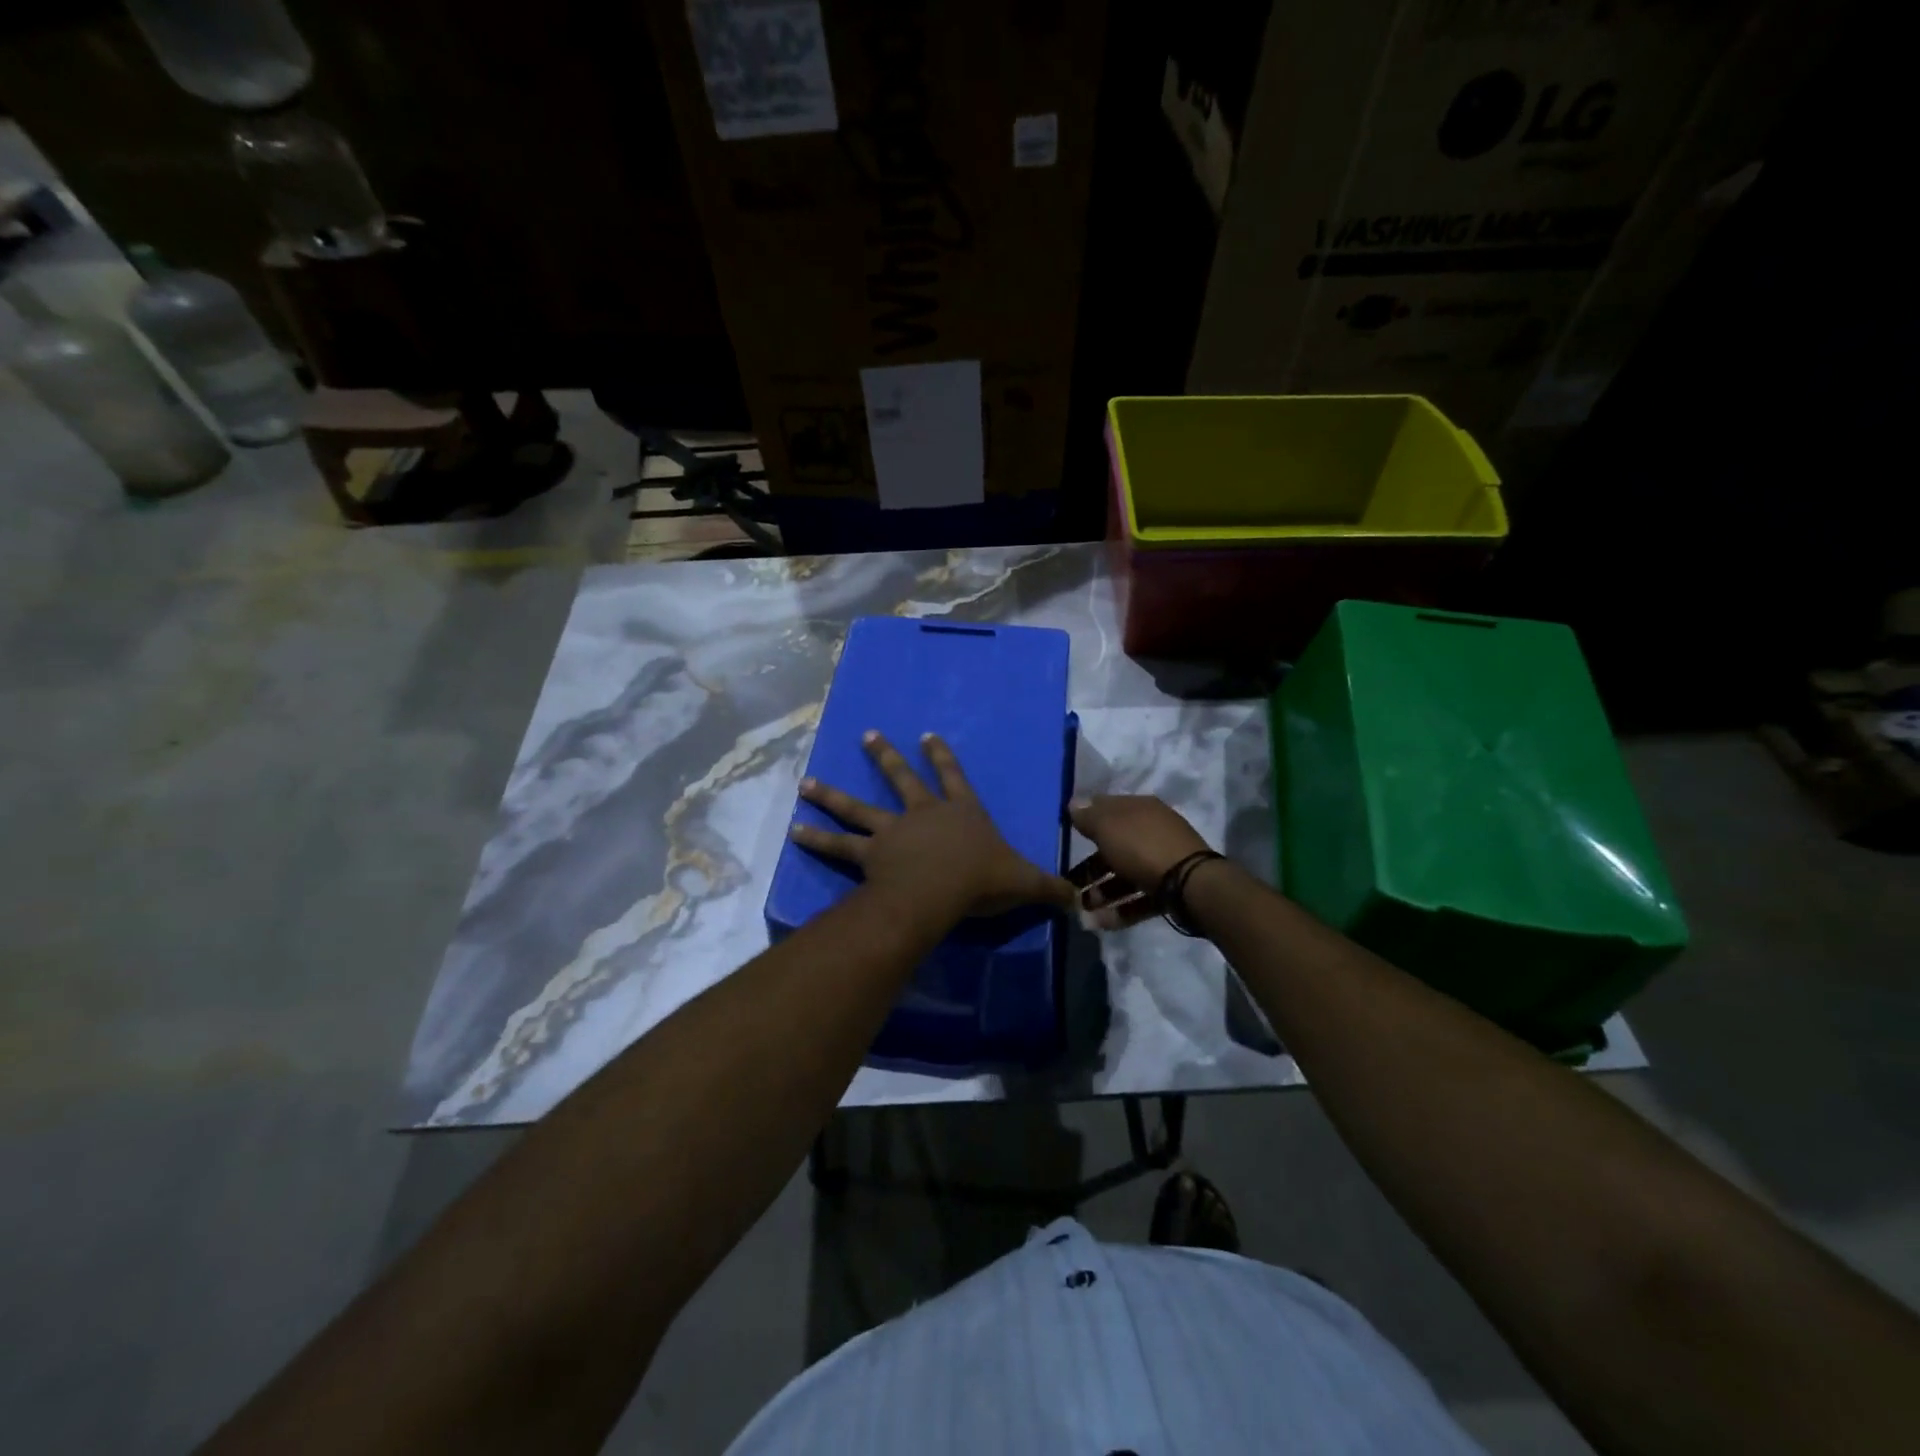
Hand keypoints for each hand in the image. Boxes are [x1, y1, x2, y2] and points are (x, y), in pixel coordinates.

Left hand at [790, 731, 1076, 922]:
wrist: (941, 891)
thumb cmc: (982, 880)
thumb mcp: (1023, 882)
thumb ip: (1049, 889)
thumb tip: (1079, 903)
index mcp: (960, 812)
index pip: (954, 777)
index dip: (942, 756)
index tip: (926, 735)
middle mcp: (923, 814)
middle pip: (901, 780)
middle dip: (885, 757)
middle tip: (867, 736)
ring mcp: (892, 831)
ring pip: (858, 808)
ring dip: (832, 795)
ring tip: (806, 783)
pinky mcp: (869, 854)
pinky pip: (839, 846)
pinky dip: (817, 838)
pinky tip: (793, 830)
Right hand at [1067, 795, 1214, 929]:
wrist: (1191, 884)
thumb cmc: (1142, 847)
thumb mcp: (1108, 827)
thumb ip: (1088, 816)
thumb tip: (1074, 803)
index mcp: (1139, 809)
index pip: (1107, 808)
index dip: (1086, 819)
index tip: (1066, 836)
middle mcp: (1152, 831)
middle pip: (1114, 847)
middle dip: (1090, 867)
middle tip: (1069, 884)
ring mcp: (1163, 861)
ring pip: (1125, 875)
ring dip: (1101, 893)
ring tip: (1082, 909)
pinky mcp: (1170, 890)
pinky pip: (1139, 898)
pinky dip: (1119, 910)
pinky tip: (1099, 923)